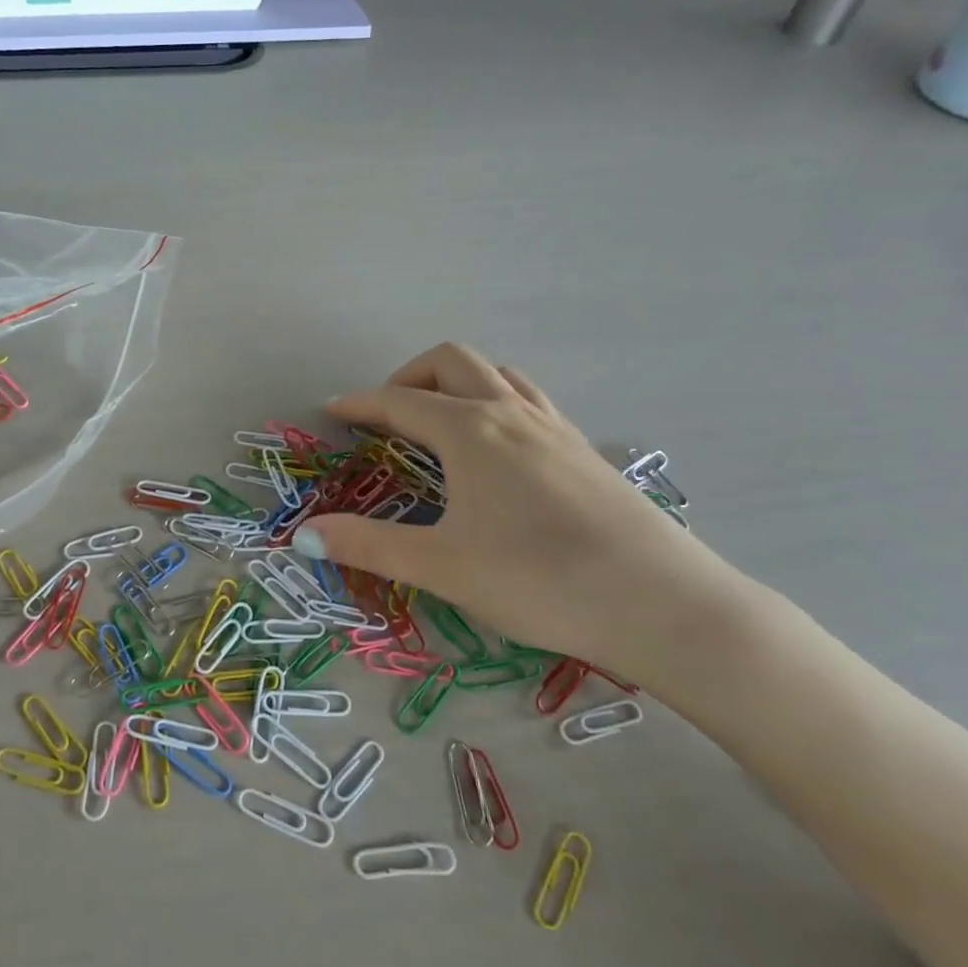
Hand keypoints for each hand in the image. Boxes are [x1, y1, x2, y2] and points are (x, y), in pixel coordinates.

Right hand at [290, 342, 752, 682]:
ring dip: (456, 383)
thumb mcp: (442, 566)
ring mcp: (554, 428)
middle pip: (451, 361)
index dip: (360, 404)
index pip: (400, 401)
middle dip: (407, 376)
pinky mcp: (584, 451)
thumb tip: (304, 532)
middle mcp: (511, 414)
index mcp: (470, 431)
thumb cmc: (540, 580)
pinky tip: (496, 449)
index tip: (332, 411)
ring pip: (496, 375)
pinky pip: (528, 400)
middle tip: (384, 416)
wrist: (664, 605)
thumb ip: (368, 545)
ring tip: (437, 422)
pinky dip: (495, 401)